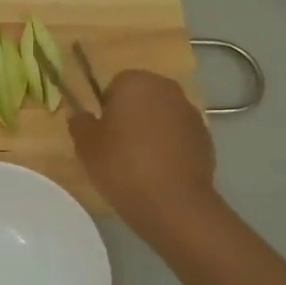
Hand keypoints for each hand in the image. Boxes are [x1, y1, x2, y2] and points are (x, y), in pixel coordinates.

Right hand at [69, 69, 216, 239]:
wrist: (171, 202)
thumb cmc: (121, 166)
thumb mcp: (85, 146)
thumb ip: (80, 123)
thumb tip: (81, 115)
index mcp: (136, 82)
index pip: (116, 85)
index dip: (106, 108)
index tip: (102, 133)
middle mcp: (167, 89)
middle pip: (142, 98)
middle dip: (131, 116)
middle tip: (117, 147)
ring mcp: (191, 113)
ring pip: (162, 116)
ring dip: (152, 131)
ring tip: (140, 163)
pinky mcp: (205, 138)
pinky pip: (179, 136)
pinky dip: (170, 147)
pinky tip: (160, 172)